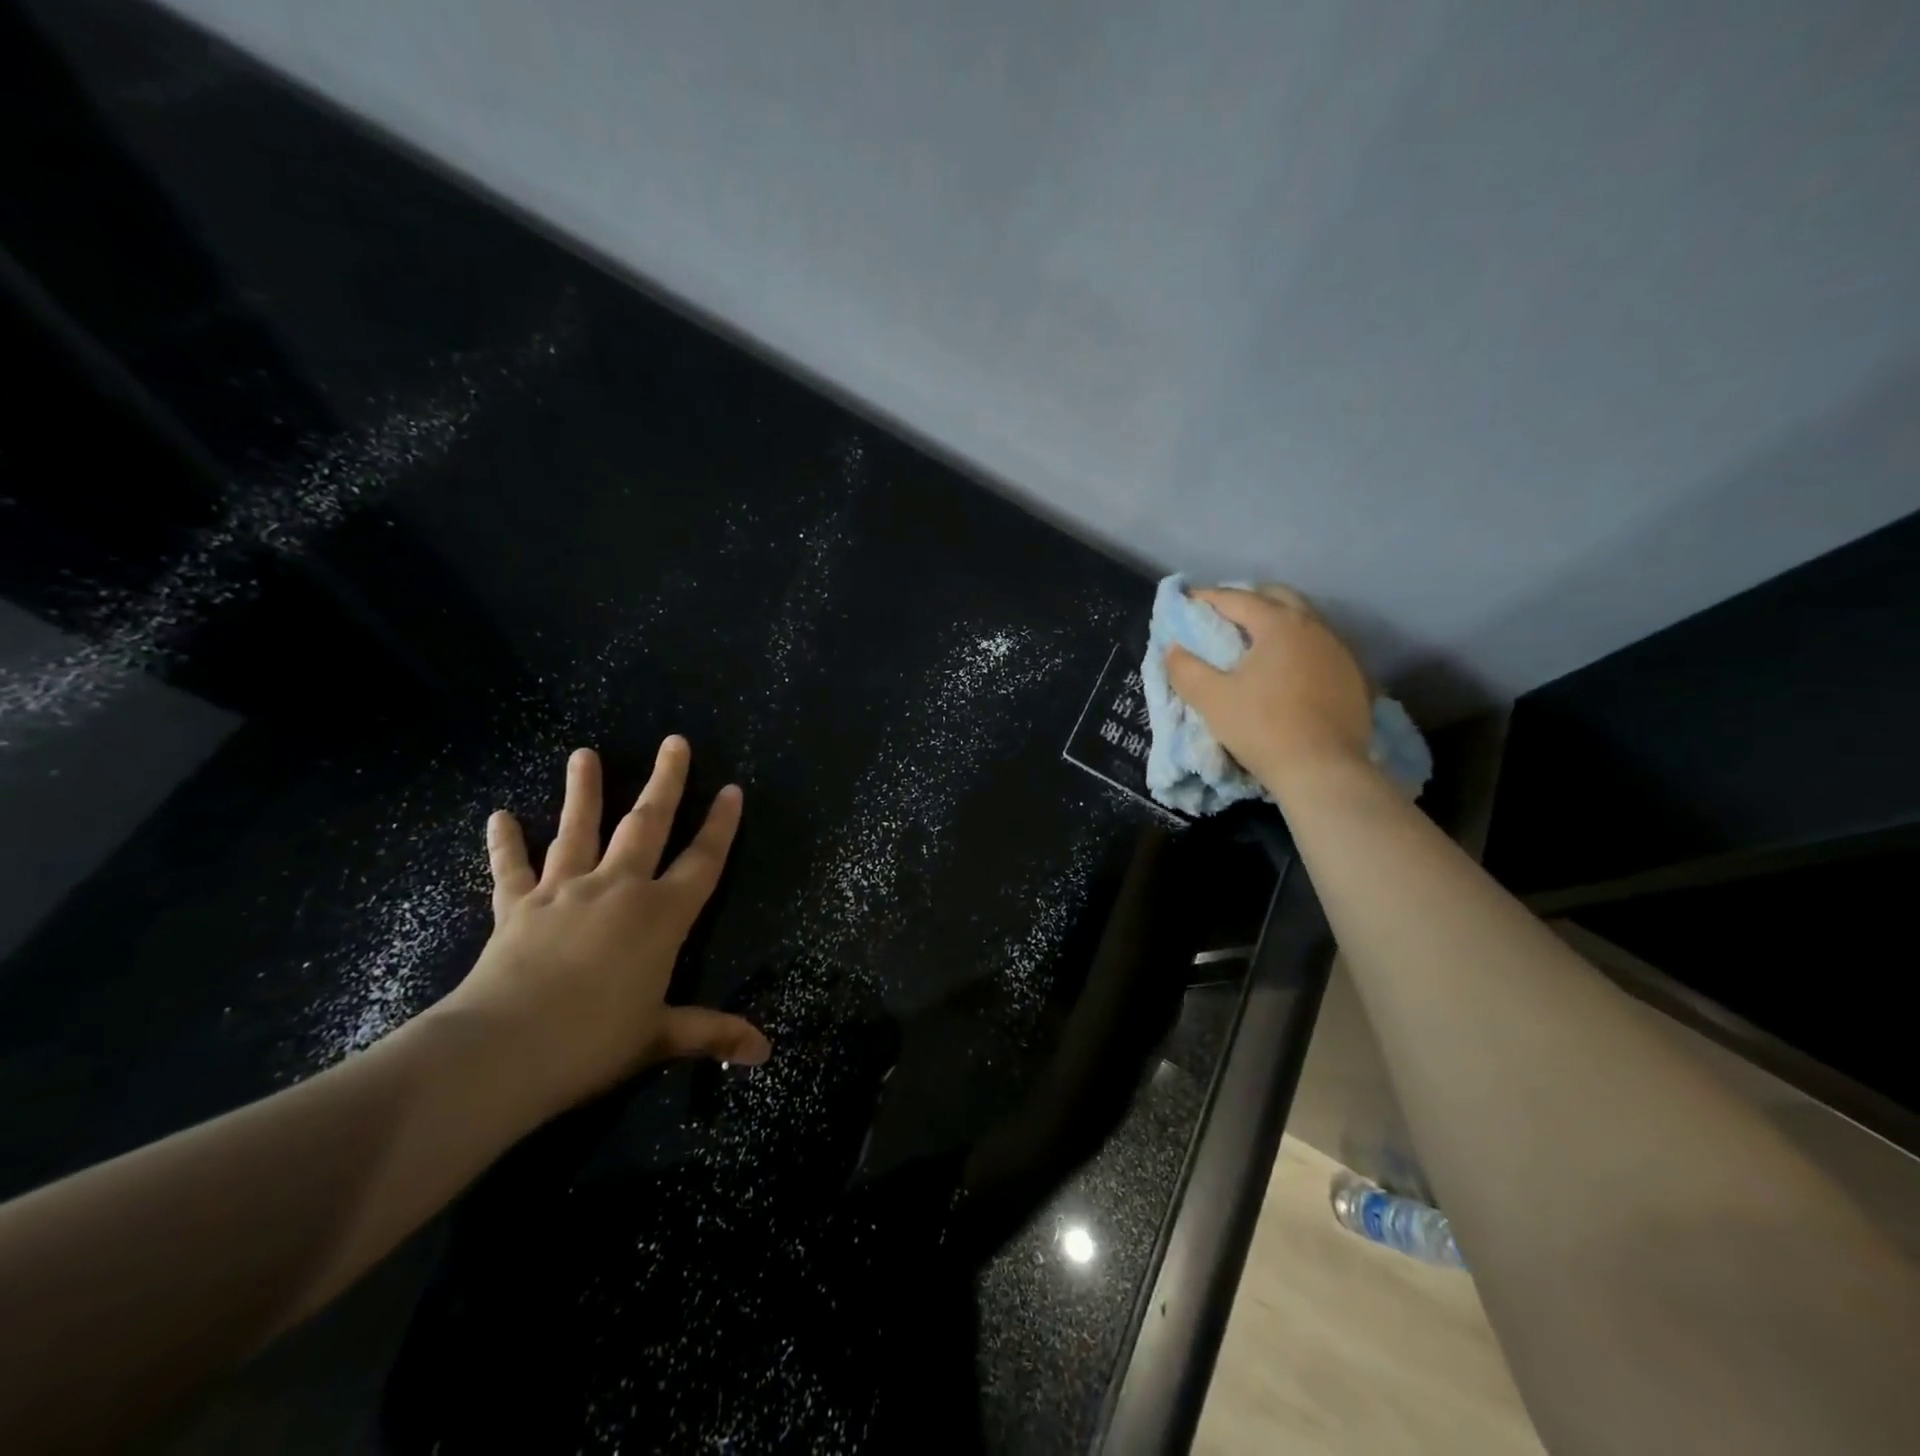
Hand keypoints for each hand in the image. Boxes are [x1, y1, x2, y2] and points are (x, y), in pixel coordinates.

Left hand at [438, 737, 769, 1118]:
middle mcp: (618, 889)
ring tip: (583, 753)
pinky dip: (506, 844)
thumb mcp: (659, 1036)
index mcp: (661, 915)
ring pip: (579, 830)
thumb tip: (766, 1052)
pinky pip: (512, 869)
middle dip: (666, 782)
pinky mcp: (518, 907)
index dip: (720, 825)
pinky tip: (499, 817)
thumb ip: (711, 1033)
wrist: (503, 1050)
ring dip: (583, 791)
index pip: (702, 860)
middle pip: (647, 824)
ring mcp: (565, 892)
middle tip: (675, 742)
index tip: (731, 789)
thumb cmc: (594, 1041)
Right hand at [1164, 585, 1374, 796]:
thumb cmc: (1262, 728)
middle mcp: (1315, 627)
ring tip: (1255, 643)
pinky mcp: (1354, 677)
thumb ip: (1186, 668)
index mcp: (1279, 624)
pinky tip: (1288, 669)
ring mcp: (1340, 651)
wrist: (1323, 771)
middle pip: (1278, 598)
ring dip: (1277, 623)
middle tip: (1224, 616)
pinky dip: (1299, 649)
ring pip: (1305, 621)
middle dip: (1248, 601)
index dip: (1207, 597)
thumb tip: (1173, 648)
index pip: (1237, 599)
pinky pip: (1321, 648)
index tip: (1186, 602)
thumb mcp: (1211, 699)